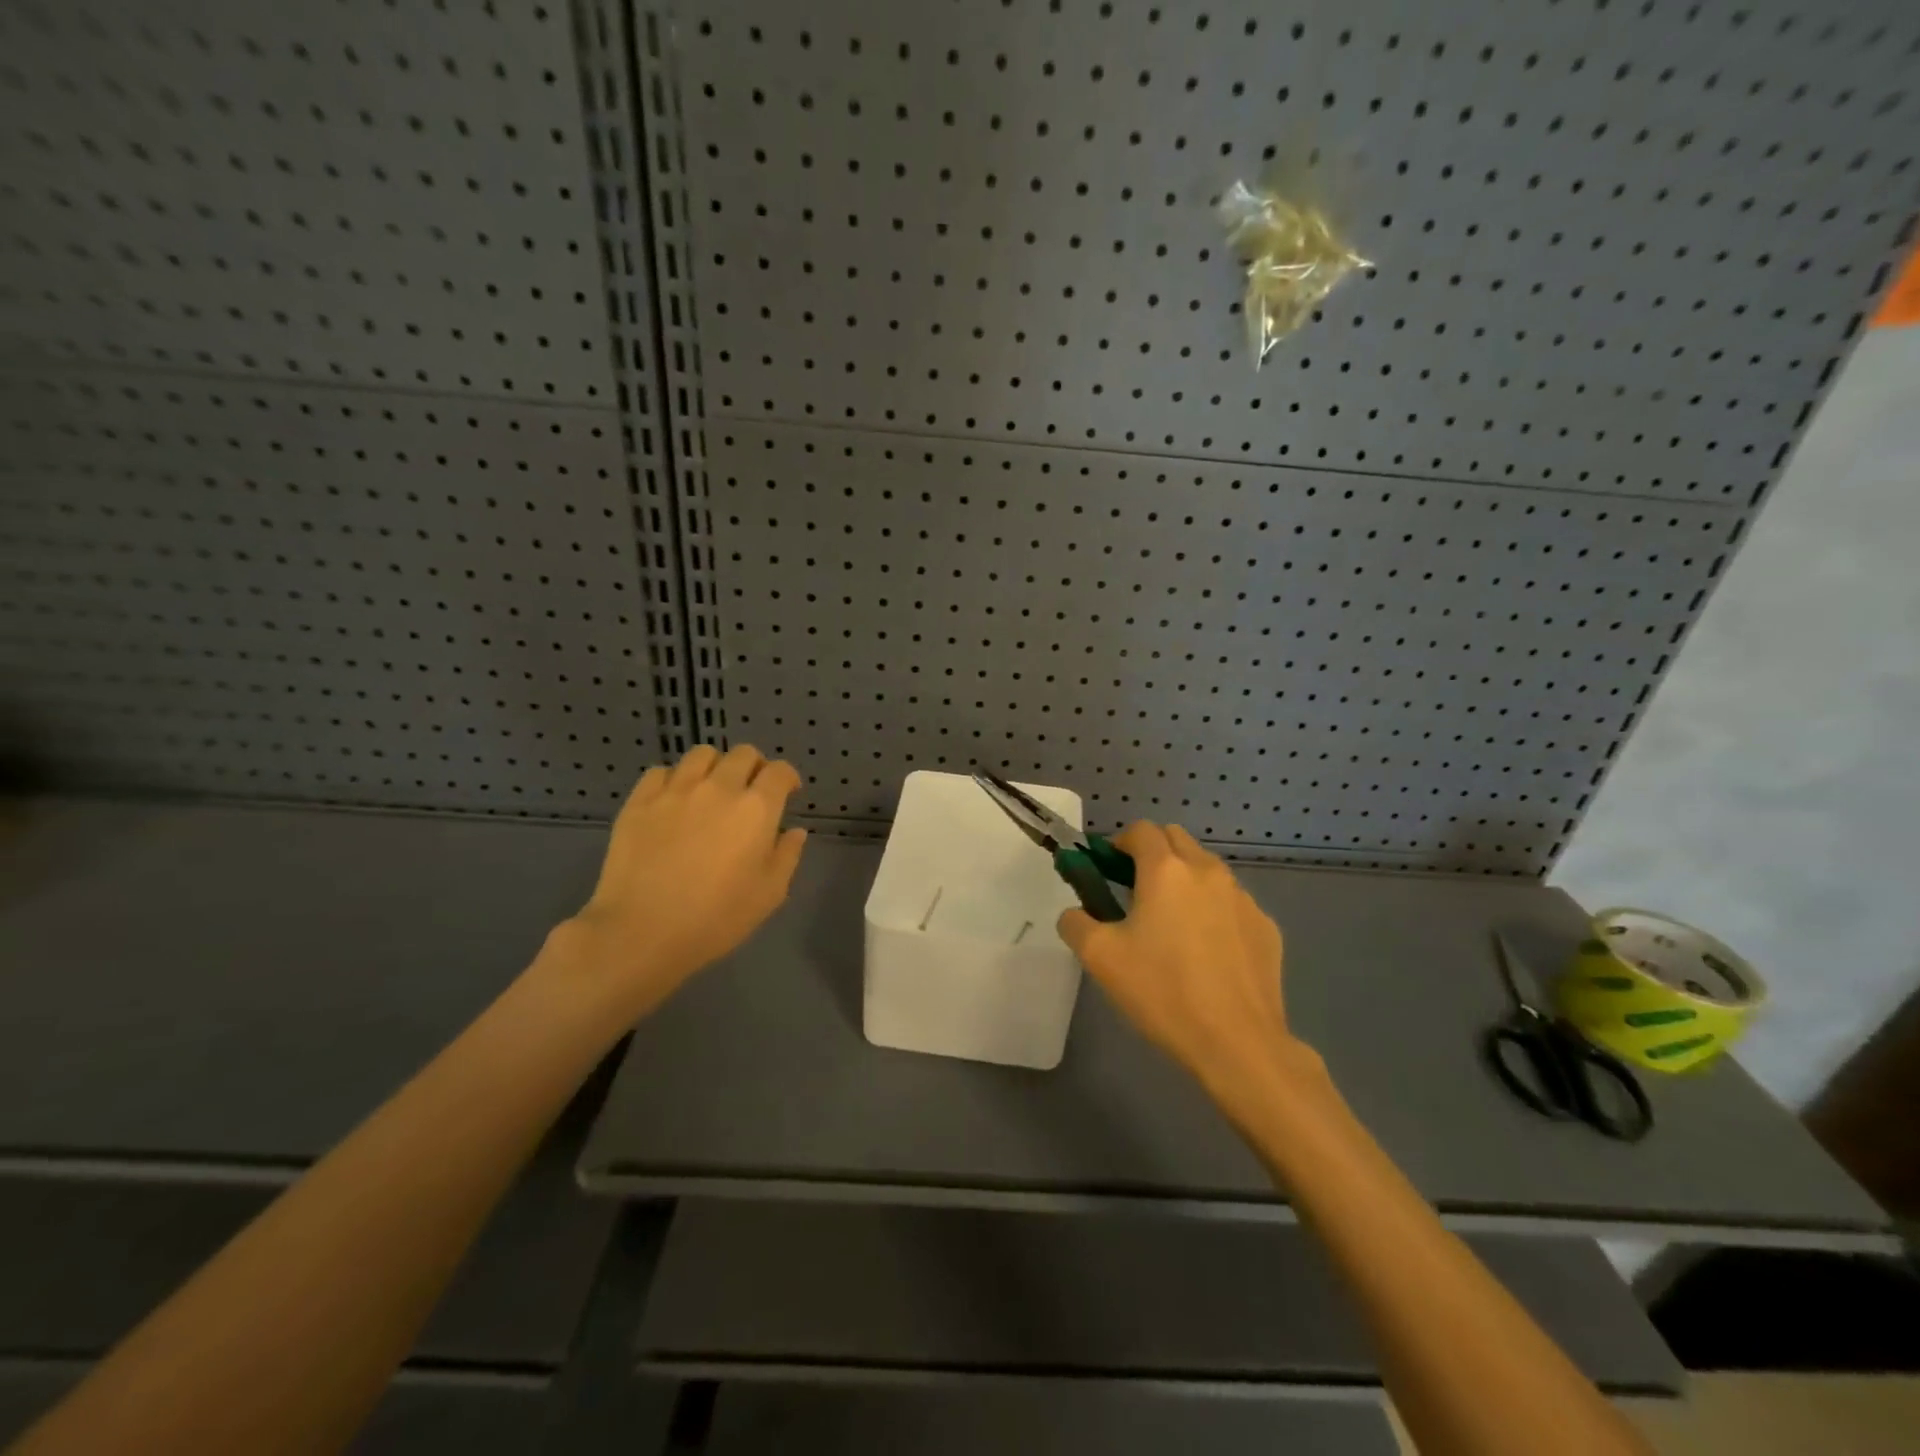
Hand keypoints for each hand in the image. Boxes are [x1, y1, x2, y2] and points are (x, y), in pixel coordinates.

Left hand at [547, 744, 807, 1019]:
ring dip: (715, 766)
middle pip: (743, 754)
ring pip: (702, 754)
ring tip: (711, 789)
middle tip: (750, 791)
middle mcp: (719, 788)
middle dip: (754, 767)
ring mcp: (676, 790)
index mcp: (756, 809)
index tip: (787, 792)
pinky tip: (674, 801)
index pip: (779, 771)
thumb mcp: (769, 894)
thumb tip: (794, 831)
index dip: (787, 778)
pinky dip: (674, 779)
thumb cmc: (716, 918)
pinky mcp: (640, 801)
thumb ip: (787, 856)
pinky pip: (661, 772)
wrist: (642, 932)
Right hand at [1057, 823, 1313, 1112]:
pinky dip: (1213, 911)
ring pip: (1207, 870)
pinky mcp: (1266, 927)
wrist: (1238, 1044)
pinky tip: (1207, 953)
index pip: (1141, 830)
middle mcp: (1208, 872)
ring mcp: (1243, 899)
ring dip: (1184, 881)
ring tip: (1172, 926)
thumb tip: (1077, 913)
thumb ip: (1076, 922)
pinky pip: (1231, 903)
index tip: (1107, 870)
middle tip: (1134, 892)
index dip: (1119, 843)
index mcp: (1166, 870)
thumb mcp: (1099, 958)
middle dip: (1153, 854)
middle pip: (1176, 839)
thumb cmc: (1162, 992)